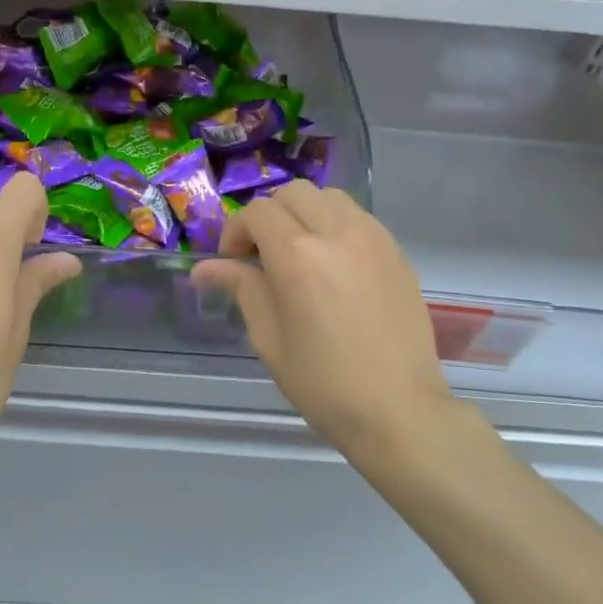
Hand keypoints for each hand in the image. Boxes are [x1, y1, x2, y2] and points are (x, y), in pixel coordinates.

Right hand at [192, 182, 452, 452]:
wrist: (399, 410)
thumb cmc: (324, 383)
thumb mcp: (269, 339)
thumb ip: (241, 288)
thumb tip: (204, 268)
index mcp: (298, 256)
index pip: (257, 212)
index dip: (236, 231)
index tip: (233, 263)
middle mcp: (337, 233)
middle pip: (292, 193)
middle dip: (268, 216)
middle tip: (262, 255)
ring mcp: (373, 239)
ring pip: (328, 196)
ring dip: (304, 213)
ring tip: (299, 252)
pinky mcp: (396, 252)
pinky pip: (358, 217)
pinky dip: (335, 224)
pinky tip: (333, 263)